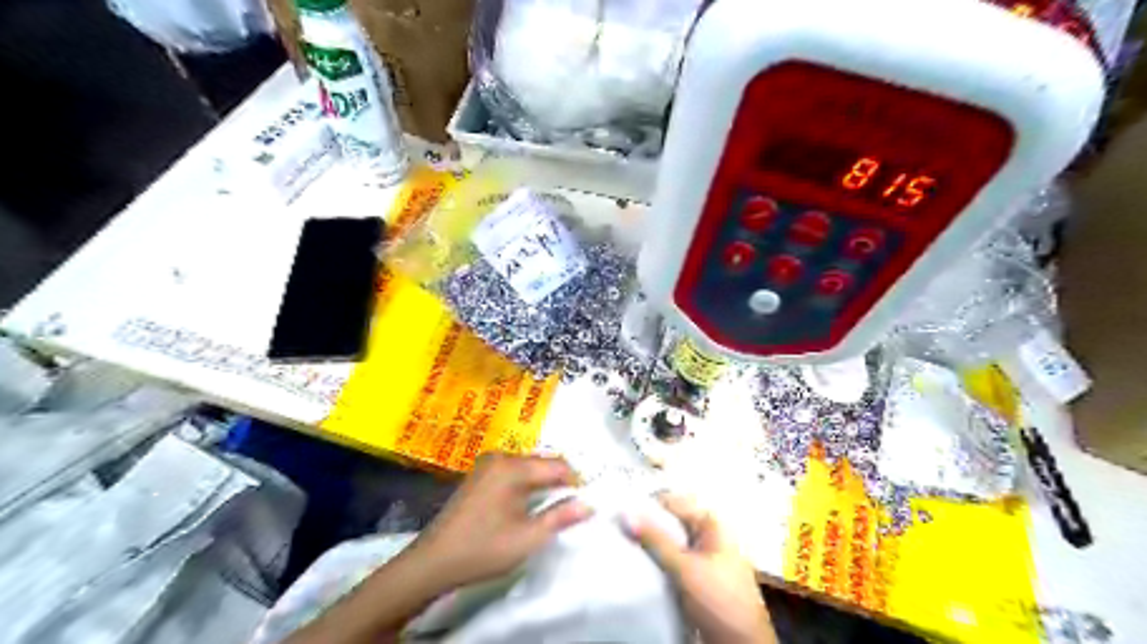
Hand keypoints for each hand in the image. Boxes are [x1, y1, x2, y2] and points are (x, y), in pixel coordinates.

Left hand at [405, 450, 590, 589]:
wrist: (433, 561)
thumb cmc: (483, 549)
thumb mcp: (528, 538)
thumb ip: (560, 517)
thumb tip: (589, 504)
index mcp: (512, 467)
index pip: (557, 465)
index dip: (576, 481)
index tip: (586, 500)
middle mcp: (500, 457)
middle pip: (542, 461)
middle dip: (560, 479)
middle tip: (573, 503)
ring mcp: (486, 464)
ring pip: (527, 465)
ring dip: (543, 481)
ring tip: (554, 504)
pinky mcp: (479, 474)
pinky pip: (513, 470)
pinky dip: (526, 482)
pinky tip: (528, 502)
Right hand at [626, 496, 778, 642]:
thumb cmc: (720, 599)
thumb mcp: (685, 568)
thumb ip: (655, 539)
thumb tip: (625, 512)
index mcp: (711, 524)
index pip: (672, 503)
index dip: (646, 505)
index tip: (618, 512)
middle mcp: (706, 536)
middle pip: (669, 523)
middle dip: (644, 527)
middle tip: (615, 530)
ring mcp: (702, 559)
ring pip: (668, 545)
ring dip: (648, 547)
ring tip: (619, 546)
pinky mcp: (696, 580)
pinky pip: (670, 564)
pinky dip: (655, 564)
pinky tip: (635, 567)